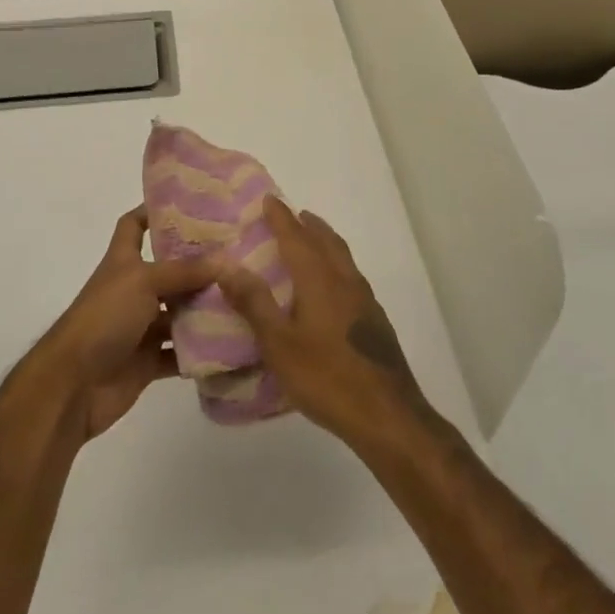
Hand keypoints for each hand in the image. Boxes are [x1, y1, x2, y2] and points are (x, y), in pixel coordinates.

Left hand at [38, 206, 220, 441]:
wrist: (74, 385)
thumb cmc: (104, 318)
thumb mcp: (143, 282)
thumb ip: (184, 271)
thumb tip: (225, 259)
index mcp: (123, 263)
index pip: (133, 225)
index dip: (153, 211)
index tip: (189, 204)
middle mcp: (132, 291)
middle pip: (168, 271)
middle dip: (199, 265)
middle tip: (239, 255)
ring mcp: (140, 327)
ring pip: (178, 313)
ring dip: (205, 309)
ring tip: (246, 298)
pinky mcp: (148, 361)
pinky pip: (181, 353)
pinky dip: (201, 351)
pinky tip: (232, 341)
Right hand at [217, 196, 430, 448]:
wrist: (386, 414)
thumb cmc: (325, 377)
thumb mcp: (279, 343)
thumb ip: (254, 303)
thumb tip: (227, 265)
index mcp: (320, 280)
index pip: (297, 239)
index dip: (281, 218)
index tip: (269, 199)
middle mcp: (345, 281)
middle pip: (327, 242)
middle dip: (308, 225)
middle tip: (293, 215)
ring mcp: (365, 301)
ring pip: (343, 259)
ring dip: (326, 242)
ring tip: (311, 242)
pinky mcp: (375, 321)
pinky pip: (351, 277)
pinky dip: (336, 266)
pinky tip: (331, 287)